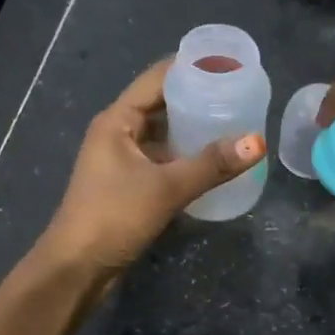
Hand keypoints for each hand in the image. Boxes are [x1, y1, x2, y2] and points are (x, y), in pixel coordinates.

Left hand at [40, 59, 263, 273]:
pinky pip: (163, 160)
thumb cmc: (113, 217)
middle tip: (239, 96)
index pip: (157, 79)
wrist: (77, 269)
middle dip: (197, 99)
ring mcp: (122, 161)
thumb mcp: (166, 188)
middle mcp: (117, 134)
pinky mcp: (129, 186)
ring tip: (233, 124)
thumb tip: (258, 142)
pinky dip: (186, 157)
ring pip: (163, 135)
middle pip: (161, 104)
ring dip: (192, 130)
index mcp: (117, 121)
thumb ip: (212, 165)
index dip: (191, 68)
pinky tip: (214, 161)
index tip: (228, 65)